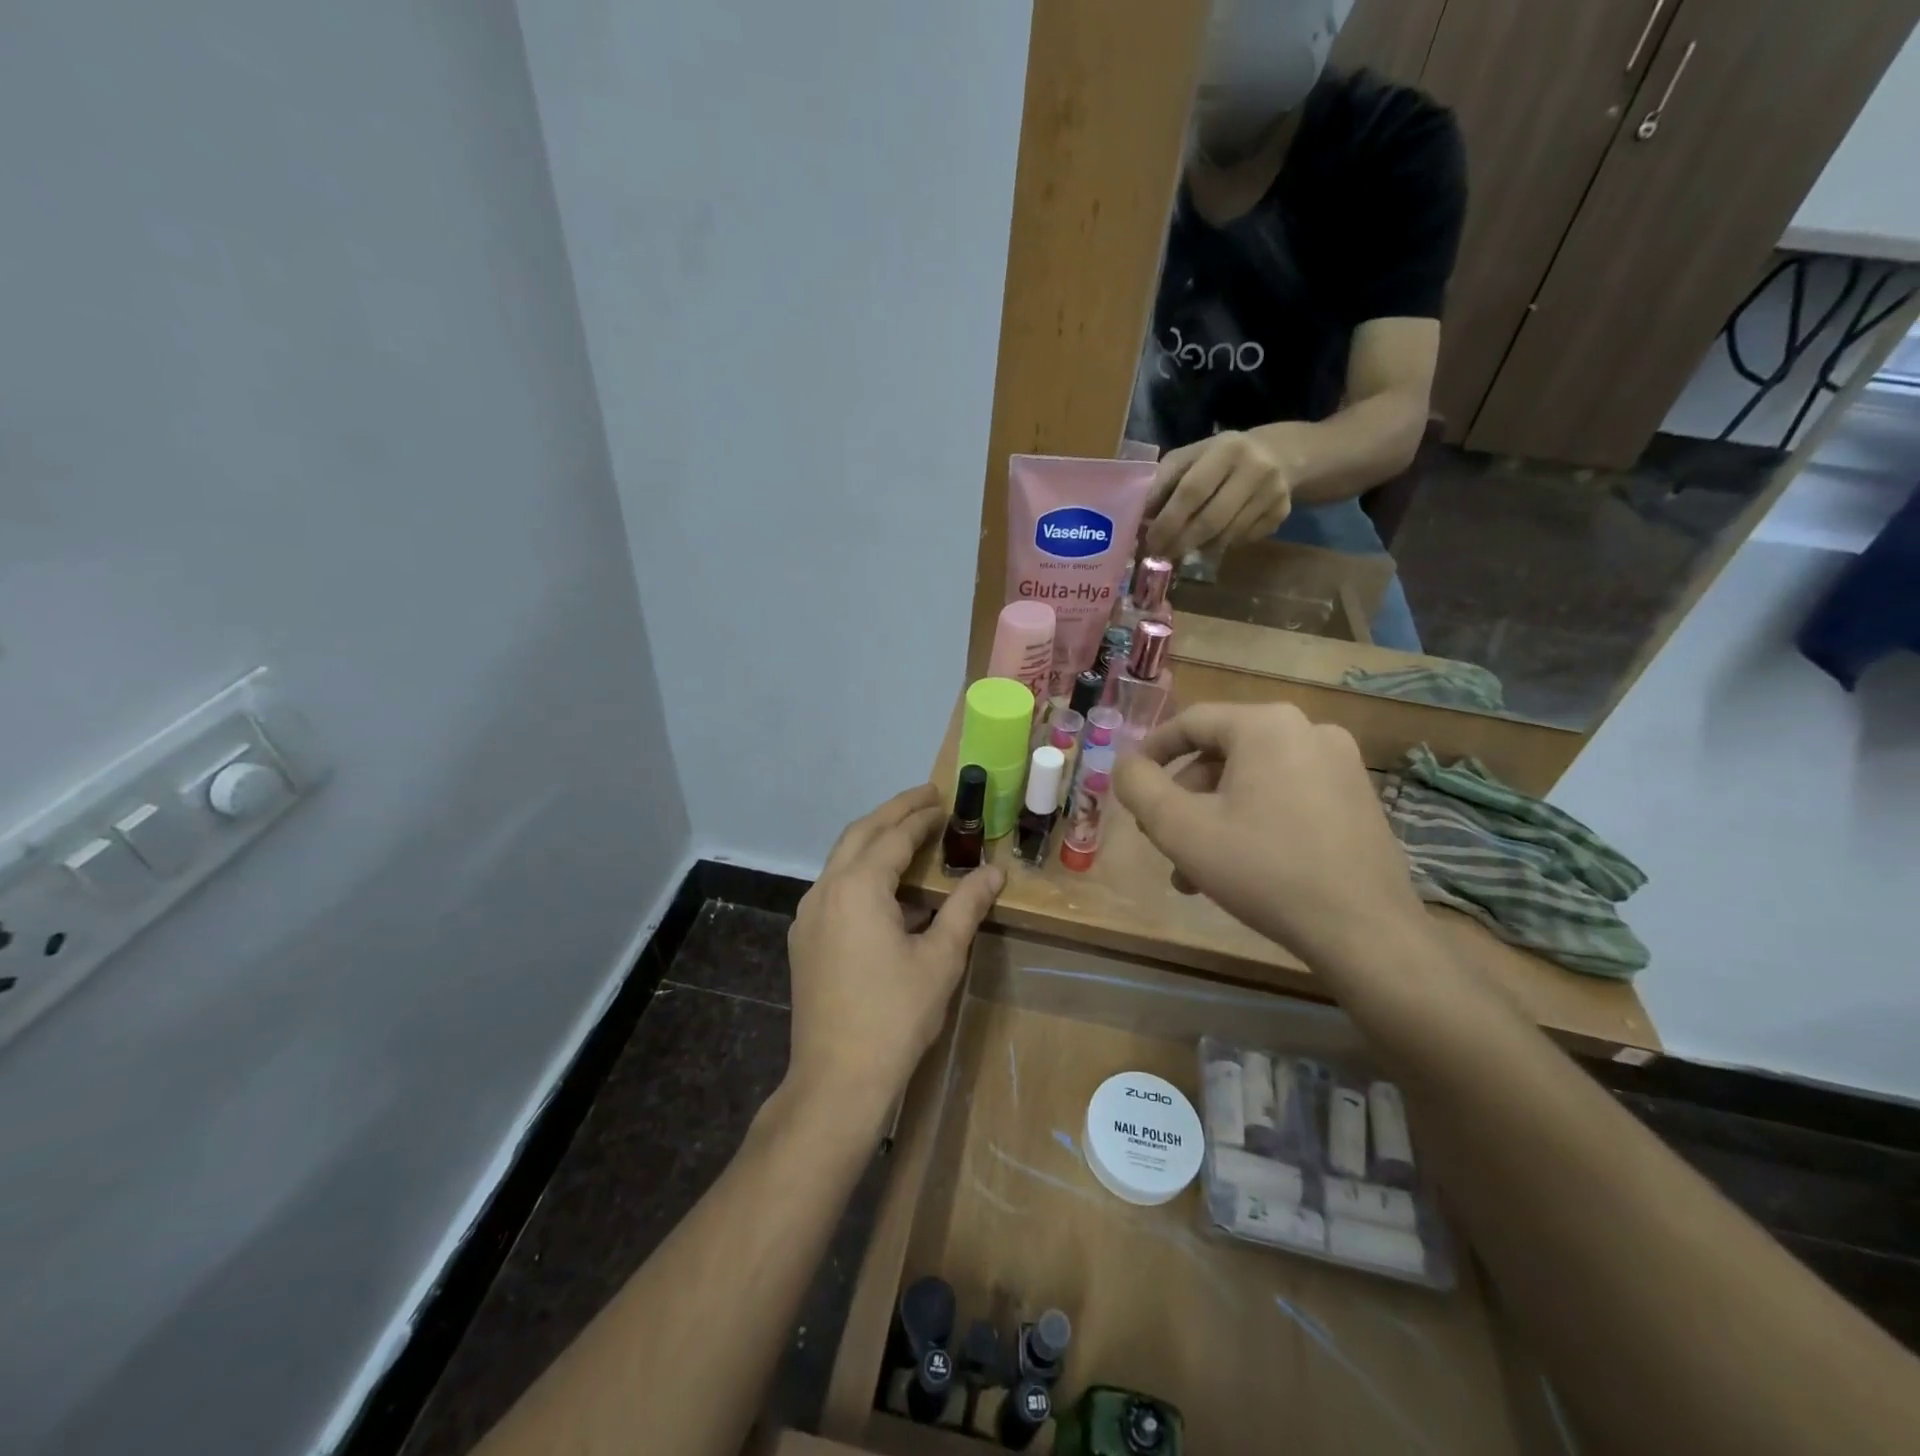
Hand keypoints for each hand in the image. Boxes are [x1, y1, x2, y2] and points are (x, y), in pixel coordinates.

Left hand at [785, 785, 1002, 1117]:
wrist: (836, 1079)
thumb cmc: (895, 1015)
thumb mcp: (940, 958)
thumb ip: (966, 907)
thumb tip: (994, 872)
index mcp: (857, 887)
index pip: (893, 836)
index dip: (921, 817)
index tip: (944, 800)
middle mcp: (825, 890)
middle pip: (860, 834)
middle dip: (893, 812)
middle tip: (926, 798)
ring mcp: (808, 915)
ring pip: (842, 860)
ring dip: (875, 840)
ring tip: (910, 835)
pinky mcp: (804, 939)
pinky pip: (834, 888)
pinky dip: (862, 873)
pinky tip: (889, 891)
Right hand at [1111, 703, 1423, 962]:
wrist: (1364, 931)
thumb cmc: (1262, 869)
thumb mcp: (1180, 828)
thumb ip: (1139, 786)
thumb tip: (1126, 763)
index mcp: (1267, 725)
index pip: (1191, 722)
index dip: (1152, 751)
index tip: (1131, 783)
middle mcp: (1309, 730)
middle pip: (1222, 754)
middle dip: (1184, 797)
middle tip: (1161, 836)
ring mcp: (1341, 765)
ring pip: (1253, 780)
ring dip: (1214, 817)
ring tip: (1194, 870)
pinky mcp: (1358, 799)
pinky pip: (1287, 796)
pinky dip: (1253, 821)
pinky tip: (1240, 868)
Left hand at [1143, 430, 1295, 559]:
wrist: (1281, 454)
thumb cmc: (1220, 457)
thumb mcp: (1191, 457)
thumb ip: (1165, 482)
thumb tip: (1140, 517)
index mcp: (1226, 450)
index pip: (1191, 492)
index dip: (1168, 521)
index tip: (1150, 541)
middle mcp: (1255, 470)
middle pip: (1210, 520)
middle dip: (1180, 542)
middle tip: (1161, 554)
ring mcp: (1273, 494)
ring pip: (1226, 536)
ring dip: (1199, 547)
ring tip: (1182, 547)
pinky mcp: (1281, 514)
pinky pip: (1242, 541)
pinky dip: (1221, 545)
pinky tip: (1213, 538)